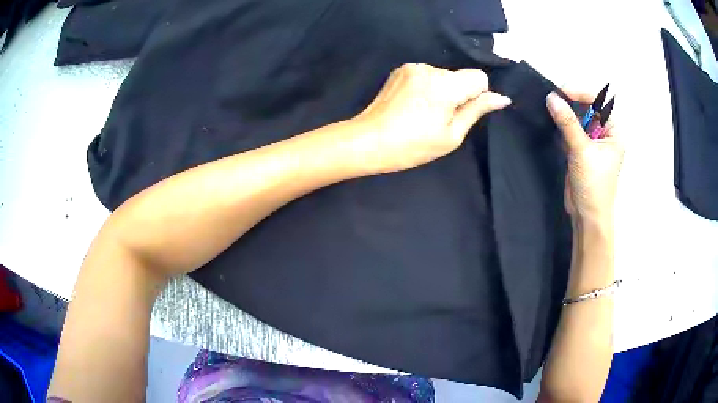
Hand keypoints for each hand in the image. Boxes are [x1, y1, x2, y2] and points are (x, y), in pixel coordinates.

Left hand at [353, 63, 510, 173]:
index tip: (462, 113)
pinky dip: (427, 87)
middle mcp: (429, 68)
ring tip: (423, 113)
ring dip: (441, 91)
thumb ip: (477, 110)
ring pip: (443, 76)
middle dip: (457, 95)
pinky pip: (427, 75)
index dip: (477, 95)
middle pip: (459, 76)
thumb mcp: (451, 135)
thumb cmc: (412, 145)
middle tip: (438, 118)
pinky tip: (413, 104)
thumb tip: (502, 98)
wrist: (368, 140)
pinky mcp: (401, 69)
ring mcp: (412, 67)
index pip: (479, 77)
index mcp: (445, 85)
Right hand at [546, 91, 623, 226]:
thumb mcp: (582, 151)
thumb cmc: (593, 185)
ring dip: (565, 113)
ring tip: (549, 106)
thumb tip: (551, 98)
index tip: (561, 91)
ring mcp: (592, 141)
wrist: (587, 216)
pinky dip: (561, 125)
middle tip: (552, 97)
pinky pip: (571, 130)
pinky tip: (551, 121)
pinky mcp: (580, 150)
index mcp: (613, 131)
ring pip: (578, 118)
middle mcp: (604, 133)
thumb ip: (567, 123)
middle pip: (588, 107)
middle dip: (571, 101)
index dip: (581, 93)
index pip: (599, 102)